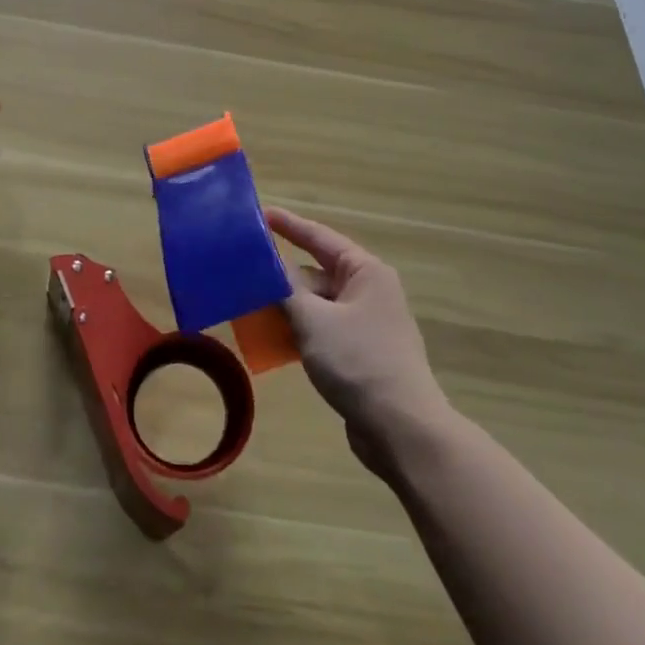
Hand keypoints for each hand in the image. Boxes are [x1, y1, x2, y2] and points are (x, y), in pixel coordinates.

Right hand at [270, 207, 449, 475]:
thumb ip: (285, 288)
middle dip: (280, 274)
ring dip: (286, 306)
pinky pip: (322, 329)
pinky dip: (299, 330)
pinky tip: (272, 341)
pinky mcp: (360, 353)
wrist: (402, 431)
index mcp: (365, 272)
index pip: (319, 237)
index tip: (257, 214)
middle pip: (316, 272)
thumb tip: (266, 261)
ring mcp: (366, 323)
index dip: (287, 225)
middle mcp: (368, 291)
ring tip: (247, 306)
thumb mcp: (313, 320)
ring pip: (317, 304)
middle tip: (242, 270)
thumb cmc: (359, 362)